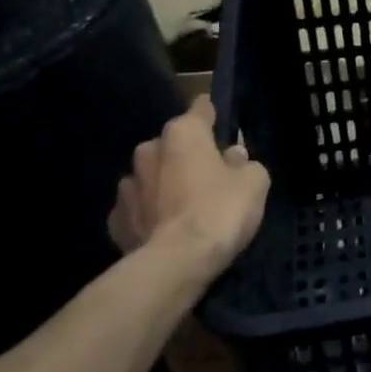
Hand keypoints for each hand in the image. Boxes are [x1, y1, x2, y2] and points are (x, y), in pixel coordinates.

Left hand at [111, 96, 268, 279]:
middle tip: (209, 177)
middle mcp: (149, 150)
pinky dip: (148, 214)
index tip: (221, 126)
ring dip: (164, 184)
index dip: (213, 115)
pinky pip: (136, 208)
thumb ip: (244, 163)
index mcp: (184, 133)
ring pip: (150, 176)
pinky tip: (163, 229)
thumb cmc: (220, 210)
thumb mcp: (254, 182)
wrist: (177, 263)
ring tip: (183, 207)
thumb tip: (233, 157)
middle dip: (187, 155)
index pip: (200, 108)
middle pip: (173, 144)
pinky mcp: (115, 220)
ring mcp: (127, 186)